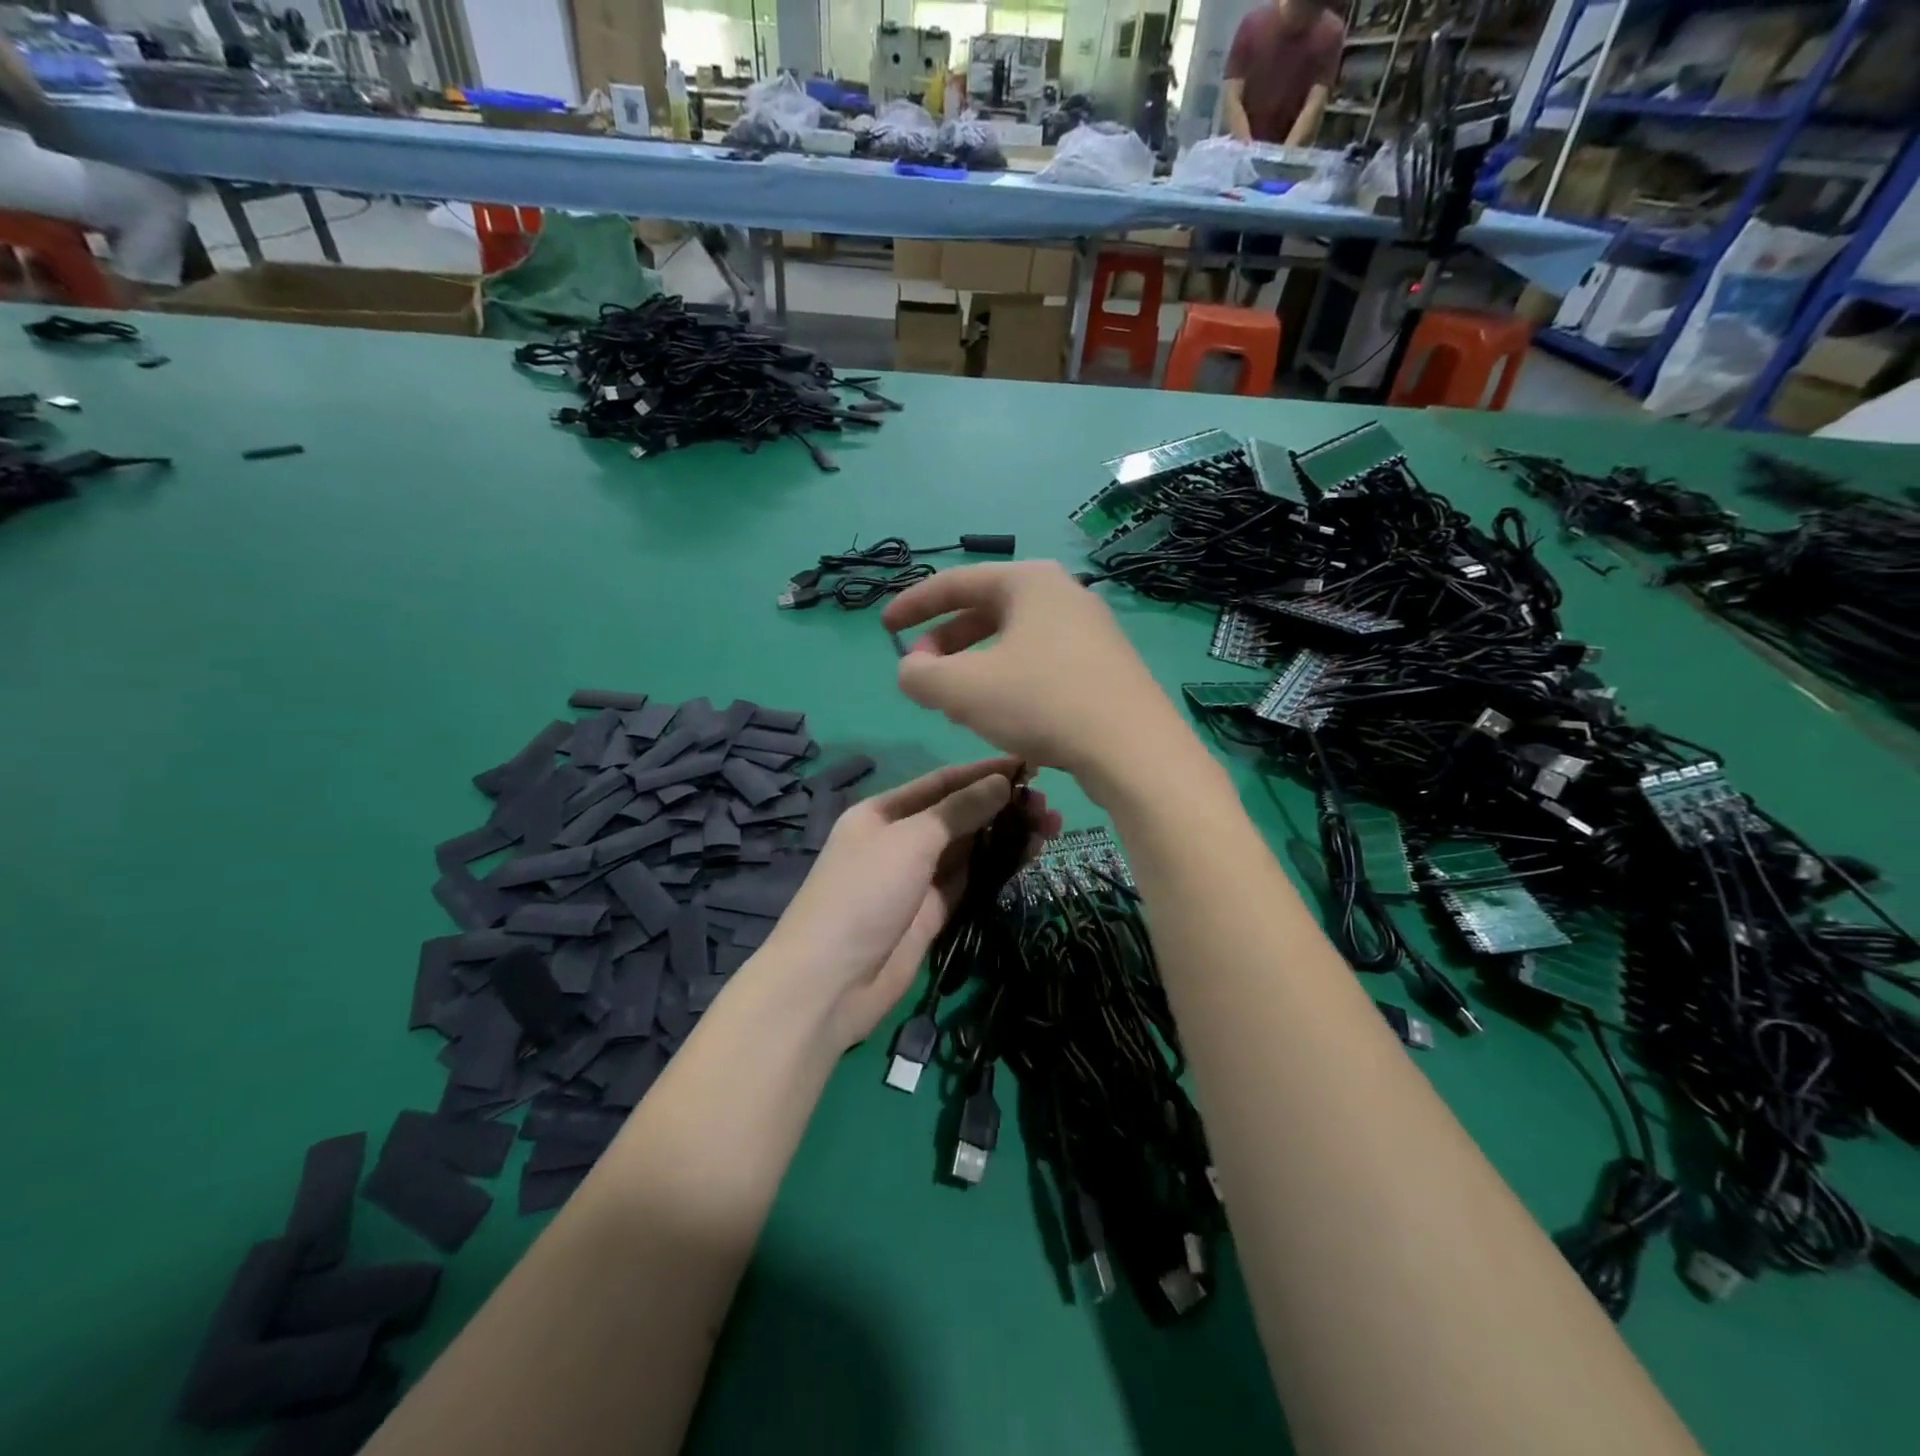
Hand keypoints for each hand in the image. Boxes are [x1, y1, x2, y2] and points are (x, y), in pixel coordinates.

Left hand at [761, 758, 1060, 1049]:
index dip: (984, 772)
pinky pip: (972, 878)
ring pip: (970, 846)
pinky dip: (999, 864)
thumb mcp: (910, 841)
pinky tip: (1030, 853)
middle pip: (959, 813)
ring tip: (1051, 826)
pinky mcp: (934, 911)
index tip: (1029, 764)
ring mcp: (918, 877)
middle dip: (1001, 805)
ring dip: (1007, 834)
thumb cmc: (864, 894)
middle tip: (1048, 804)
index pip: (942, 782)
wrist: (831, 982)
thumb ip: (958, 810)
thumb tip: (1001, 782)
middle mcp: (901, 839)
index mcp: (883, 812)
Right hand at [882, 561, 1196, 795]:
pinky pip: (1040, 661)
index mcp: (1028, 581)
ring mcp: (1089, 629)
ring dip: (975, 664)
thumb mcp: (963, 689)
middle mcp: (1062, 594)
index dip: (913, 605)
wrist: (1133, 748)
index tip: (884, 627)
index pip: (955, 582)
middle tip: (921, 671)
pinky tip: (1002, 712)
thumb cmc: (1042, 703)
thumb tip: (910, 669)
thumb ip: (920, 675)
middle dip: (946, 641)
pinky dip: (1008, 678)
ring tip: (956, 698)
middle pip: (986, 610)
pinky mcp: (1104, 665)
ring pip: (1013, 640)